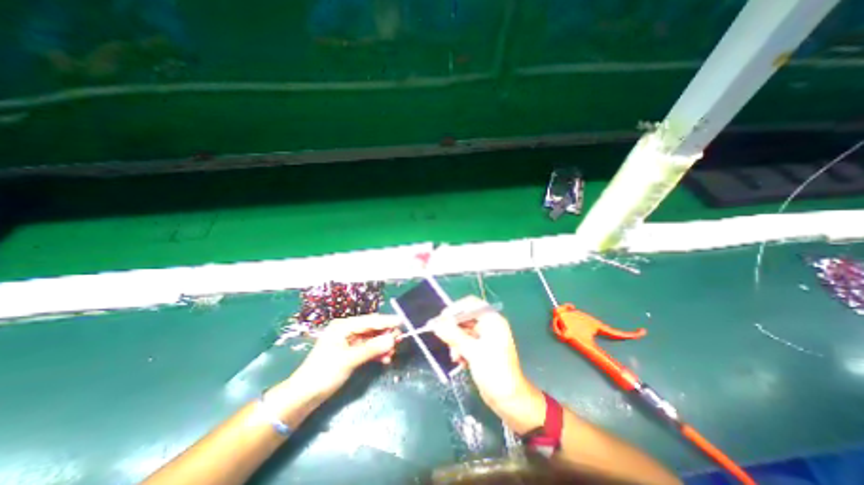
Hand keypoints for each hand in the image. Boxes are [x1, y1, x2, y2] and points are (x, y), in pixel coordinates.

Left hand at [288, 314, 399, 401]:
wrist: (303, 397)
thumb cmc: (323, 374)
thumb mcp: (348, 360)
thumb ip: (371, 349)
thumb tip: (392, 339)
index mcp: (343, 326)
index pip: (370, 320)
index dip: (386, 321)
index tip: (402, 322)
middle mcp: (347, 330)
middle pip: (372, 328)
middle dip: (386, 335)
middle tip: (399, 341)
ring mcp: (349, 341)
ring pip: (372, 339)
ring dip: (382, 345)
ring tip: (392, 353)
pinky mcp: (351, 352)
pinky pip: (368, 348)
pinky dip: (377, 353)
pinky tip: (385, 359)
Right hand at [432, 295, 544, 435]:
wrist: (509, 399)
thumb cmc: (494, 372)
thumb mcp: (472, 352)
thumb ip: (453, 335)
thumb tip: (436, 324)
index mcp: (492, 320)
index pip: (471, 304)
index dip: (455, 309)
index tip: (441, 318)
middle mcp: (489, 325)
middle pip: (466, 318)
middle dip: (454, 329)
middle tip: (441, 336)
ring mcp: (486, 337)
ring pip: (464, 331)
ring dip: (456, 341)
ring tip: (454, 356)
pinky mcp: (482, 348)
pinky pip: (466, 342)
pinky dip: (460, 349)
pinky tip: (460, 361)